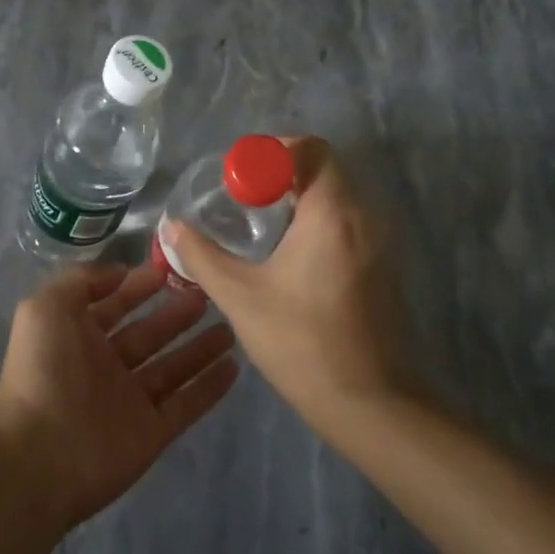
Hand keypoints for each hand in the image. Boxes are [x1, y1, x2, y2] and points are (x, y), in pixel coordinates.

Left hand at [0, 262, 239, 535]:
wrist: (40, 456)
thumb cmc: (43, 371)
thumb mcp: (46, 307)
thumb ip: (81, 281)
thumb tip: (119, 273)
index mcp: (77, 335)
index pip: (114, 304)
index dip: (139, 286)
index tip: (170, 268)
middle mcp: (105, 365)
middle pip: (149, 333)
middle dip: (175, 314)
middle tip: (209, 293)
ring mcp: (130, 400)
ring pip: (172, 367)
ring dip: (199, 347)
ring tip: (230, 326)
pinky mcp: (151, 432)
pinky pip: (186, 404)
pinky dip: (209, 387)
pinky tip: (234, 366)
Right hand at [161, 136, 405, 439]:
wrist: (368, 404)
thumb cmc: (300, 342)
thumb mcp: (239, 296)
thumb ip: (201, 255)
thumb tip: (172, 226)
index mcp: (332, 214)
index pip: (313, 149)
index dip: (274, 150)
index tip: (242, 175)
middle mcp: (364, 217)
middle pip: (325, 168)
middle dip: (282, 172)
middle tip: (243, 195)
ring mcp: (380, 243)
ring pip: (337, 195)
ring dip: (299, 196)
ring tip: (260, 221)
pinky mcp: (382, 266)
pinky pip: (348, 221)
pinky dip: (317, 219)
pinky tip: (288, 252)